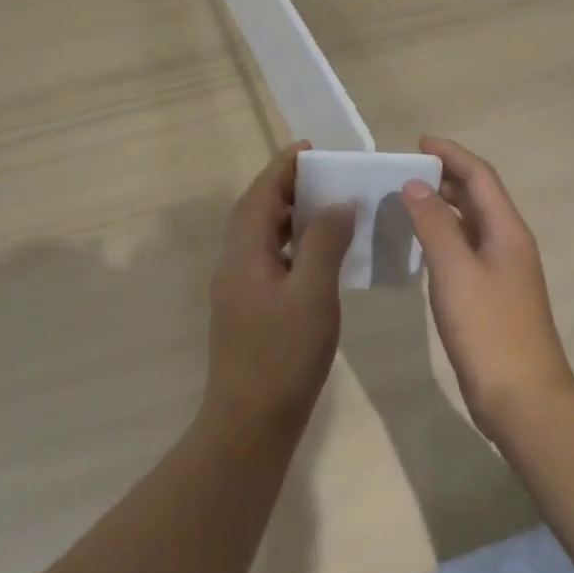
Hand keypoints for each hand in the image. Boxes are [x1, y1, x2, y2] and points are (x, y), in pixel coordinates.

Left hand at [205, 142, 355, 433]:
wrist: (249, 424)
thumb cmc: (283, 355)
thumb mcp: (312, 294)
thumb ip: (325, 242)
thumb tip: (338, 203)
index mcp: (244, 251)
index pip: (260, 193)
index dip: (283, 167)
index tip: (310, 148)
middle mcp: (234, 262)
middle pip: (257, 210)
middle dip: (287, 187)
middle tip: (325, 175)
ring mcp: (238, 288)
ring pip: (262, 236)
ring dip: (289, 215)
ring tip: (325, 207)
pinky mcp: (248, 309)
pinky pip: (269, 258)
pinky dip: (291, 244)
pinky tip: (318, 256)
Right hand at [401, 137, 573, 443]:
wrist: (524, 400)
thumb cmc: (489, 329)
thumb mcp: (455, 270)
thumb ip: (434, 223)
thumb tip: (415, 184)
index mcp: (507, 230)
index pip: (480, 176)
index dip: (452, 154)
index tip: (419, 143)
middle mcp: (510, 244)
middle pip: (479, 196)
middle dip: (446, 177)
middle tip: (406, 171)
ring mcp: (504, 272)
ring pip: (473, 223)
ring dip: (445, 206)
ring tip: (408, 200)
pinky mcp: (494, 296)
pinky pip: (467, 249)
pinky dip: (445, 236)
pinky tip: (422, 246)